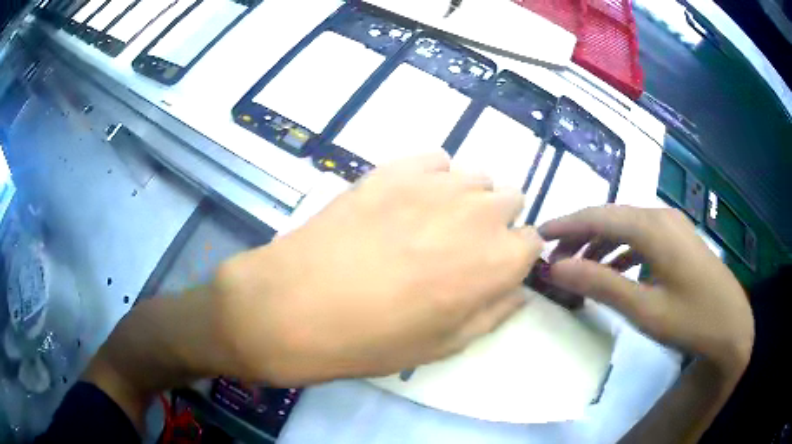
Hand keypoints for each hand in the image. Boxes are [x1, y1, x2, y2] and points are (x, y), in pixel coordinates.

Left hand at [211, 153, 542, 385]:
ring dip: (467, 198)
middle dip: (496, 222)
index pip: (532, 242)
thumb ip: (494, 313)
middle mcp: (479, 213)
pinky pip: (436, 161)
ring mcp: (437, 183)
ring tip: (432, 222)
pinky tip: (406, 200)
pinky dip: (433, 177)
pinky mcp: (397, 167)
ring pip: (477, 177)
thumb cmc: (376, 338)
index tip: (494, 268)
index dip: (514, 256)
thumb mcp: (446, 345)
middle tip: (460, 247)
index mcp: (497, 260)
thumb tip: (519, 291)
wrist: (300, 304)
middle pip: (510, 201)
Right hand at [539, 205, 753, 376]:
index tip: (536, 237)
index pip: (598, 216)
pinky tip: (614, 271)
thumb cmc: (690, 320)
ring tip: (578, 269)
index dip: (565, 225)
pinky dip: (621, 251)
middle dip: (579, 236)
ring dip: (599, 244)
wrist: (732, 326)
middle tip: (553, 261)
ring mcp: (672, 226)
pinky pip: (641, 238)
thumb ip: (600, 284)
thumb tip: (555, 268)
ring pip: (626, 227)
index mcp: (652, 227)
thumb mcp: (644, 309)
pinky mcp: (678, 240)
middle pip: (610, 218)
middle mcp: (660, 216)